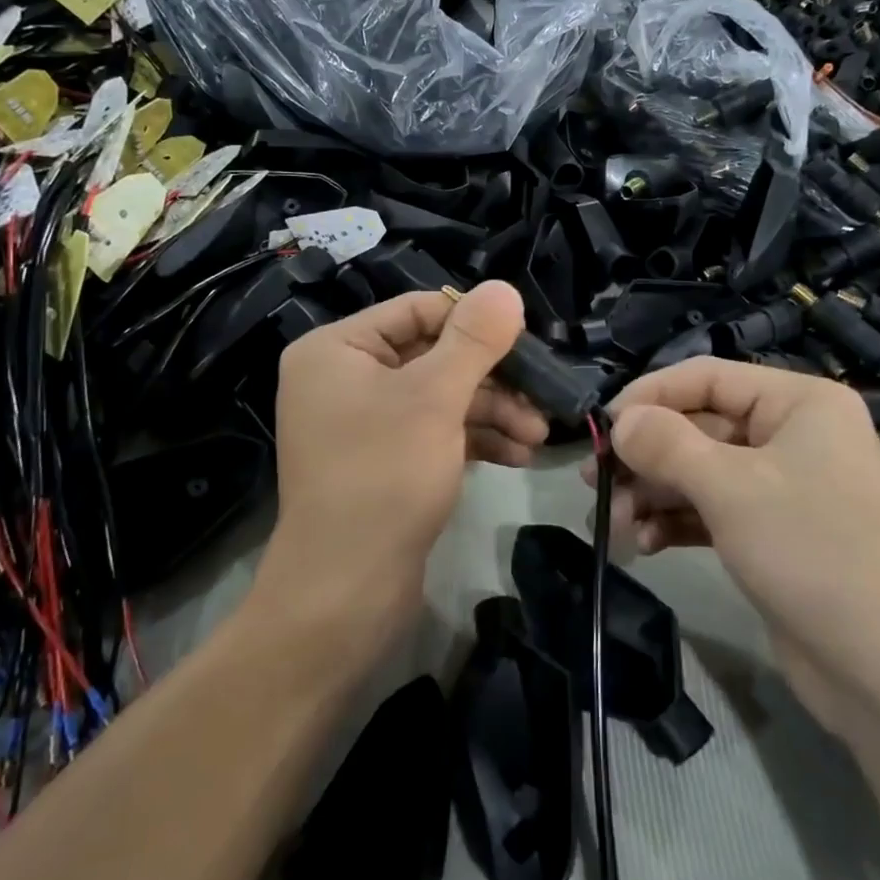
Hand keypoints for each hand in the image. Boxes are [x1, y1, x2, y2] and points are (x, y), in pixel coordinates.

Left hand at [255, 283, 547, 654]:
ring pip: (439, 398)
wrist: (345, 591)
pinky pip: (433, 433)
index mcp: (337, 349)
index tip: (526, 341)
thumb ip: (473, 340)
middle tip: (542, 397)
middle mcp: (343, 379)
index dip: (473, 322)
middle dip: (492, 379)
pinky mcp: (383, 462)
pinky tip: (517, 458)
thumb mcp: (434, 398)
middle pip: (432, 356)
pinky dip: (473, 440)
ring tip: (537, 436)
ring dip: (491, 412)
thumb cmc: (384, 476)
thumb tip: (505, 288)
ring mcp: (362, 423)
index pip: (417, 311)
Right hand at [595, 357, 879, 709]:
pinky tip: (645, 545)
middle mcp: (793, 436)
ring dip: (655, 494)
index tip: (601, 426)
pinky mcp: (774, 536)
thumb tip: (619, 420)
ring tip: (616, 525)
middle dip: (647, 456)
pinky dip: (677, 523)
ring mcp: (785, 489)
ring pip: (701, 473)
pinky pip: (713, 512)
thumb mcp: (730, 488)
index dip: (650, 395)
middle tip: (597, 484)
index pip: (707, 377)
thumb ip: (666, 445)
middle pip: (700, 427)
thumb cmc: (812, 552)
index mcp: (799, 403)